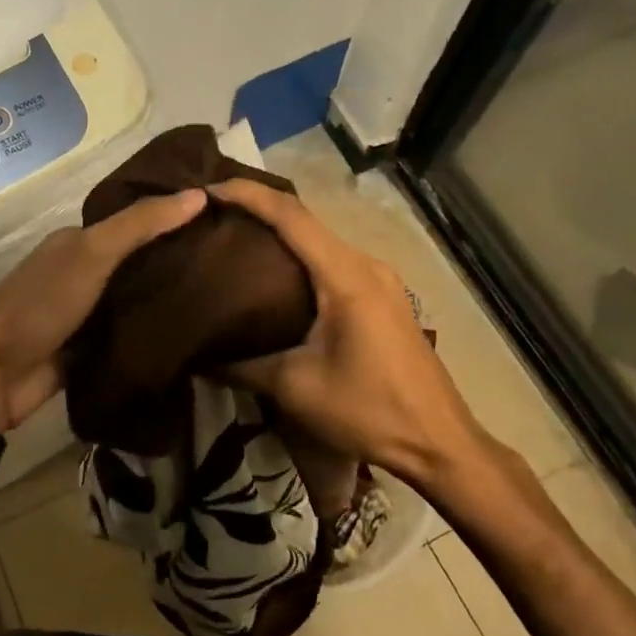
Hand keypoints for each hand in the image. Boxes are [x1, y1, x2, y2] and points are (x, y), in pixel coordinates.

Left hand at [0, 188, 207, 430]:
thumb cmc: (41, 304)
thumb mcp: (91, 254)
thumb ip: (140, 225)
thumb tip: (198, 195)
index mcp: (77, 241)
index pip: (135, 220)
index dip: (173, 215)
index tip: (221, 217)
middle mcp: (82, 271)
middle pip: (138, 259)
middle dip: (178, 257)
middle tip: (234, 259)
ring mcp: (86, 312)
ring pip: (137, 296)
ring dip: (170, 296)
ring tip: (229, 292)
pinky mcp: (92, 348)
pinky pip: (131, 332)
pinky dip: (156, 330)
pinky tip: (198, 330)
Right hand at [207, 179, 479, 482]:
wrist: (441, 445)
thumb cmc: (370, 412)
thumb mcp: (295, 389)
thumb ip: (240, 365)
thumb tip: (194, 355)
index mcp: (346, 275)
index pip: (291, 215)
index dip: (247, 194)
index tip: (207, 190)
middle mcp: (366, 264)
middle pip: (305, 220)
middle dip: (257, 209)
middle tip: (210, 216)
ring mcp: (380, 279)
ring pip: (319, 240)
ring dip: (278, 234)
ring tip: (233, 240)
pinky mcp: (383, 296)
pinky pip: (332, 261)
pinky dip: (299, 257)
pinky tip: (272, 275)